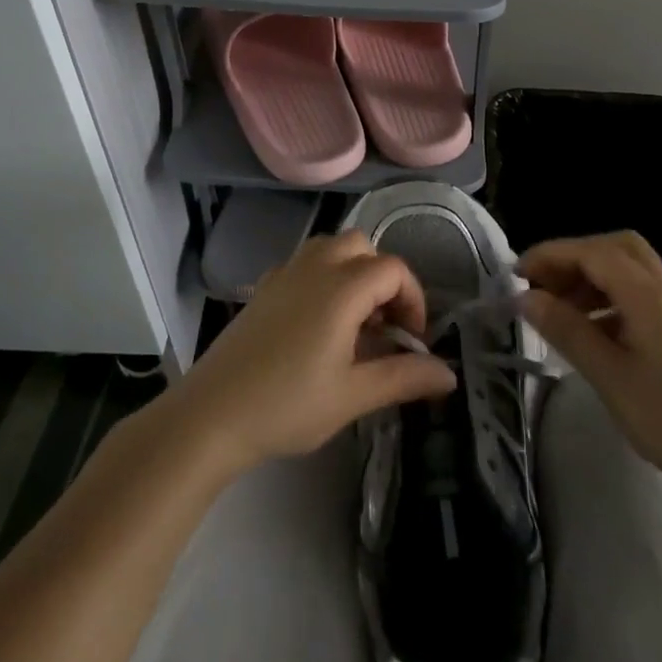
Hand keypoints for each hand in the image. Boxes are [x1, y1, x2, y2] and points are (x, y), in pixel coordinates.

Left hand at [170, 231, 457, 477]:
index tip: (413, 341)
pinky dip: (323, 276)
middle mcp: (314, 267)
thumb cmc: (288, 405)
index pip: (393, 270)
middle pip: (362, 246)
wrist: (212, 414)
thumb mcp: (353, 396)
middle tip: (384, 325)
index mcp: (341, 288)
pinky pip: (304, 262)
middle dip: (383, 279)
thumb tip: (449, 374)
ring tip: (354, 321)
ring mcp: (284, 273)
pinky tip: (317, 322)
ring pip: (330, 248)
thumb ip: (404, 377)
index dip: (413, 300)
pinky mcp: (263, 287)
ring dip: (353, 272)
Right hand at [518, 232, 661, 493]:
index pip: (591, 252)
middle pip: (613, 247)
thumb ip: (566, 330)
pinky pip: (636, 291)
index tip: (515, 276)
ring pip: (626, 268)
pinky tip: (589, 328)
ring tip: (557, 308)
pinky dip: (606, 295)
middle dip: (572, 257)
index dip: (549, 255)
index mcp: (646, 294)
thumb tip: (525, 297)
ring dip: (588, 275)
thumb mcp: (609, 375)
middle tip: (541, 284)